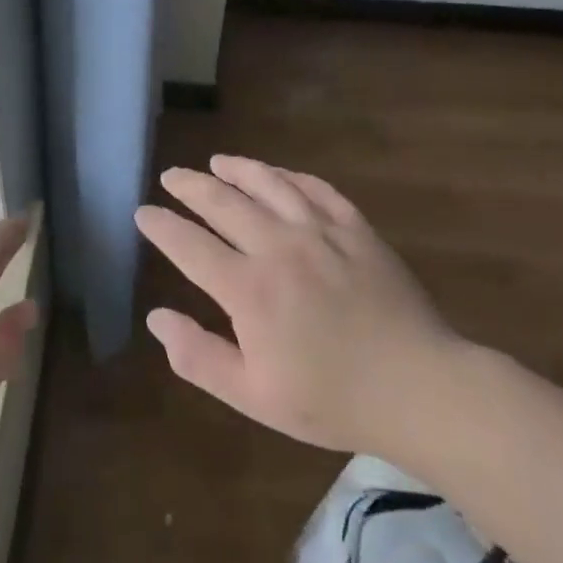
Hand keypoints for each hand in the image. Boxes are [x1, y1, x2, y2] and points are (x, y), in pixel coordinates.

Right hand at [135, 155, 459, 463]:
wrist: (419, 389)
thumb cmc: (331, 400)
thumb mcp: (253, 395)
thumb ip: (198, 356)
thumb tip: (156, 317)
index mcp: (249, 289)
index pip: (189, 245)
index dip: (161, 226)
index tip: (143, 212)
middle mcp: (279, 247)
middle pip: (223, 202)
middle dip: (190, 186)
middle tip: (171, 177)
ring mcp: (321, 232)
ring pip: (269, 184)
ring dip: (238, 169)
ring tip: (217, 162)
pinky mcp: (356, 229)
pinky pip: (316, 189)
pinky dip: (290, 176)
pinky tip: (279, 174)